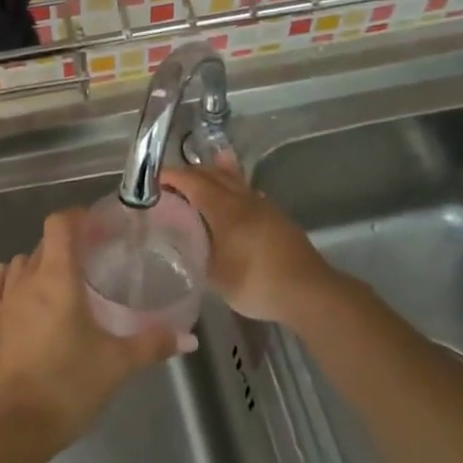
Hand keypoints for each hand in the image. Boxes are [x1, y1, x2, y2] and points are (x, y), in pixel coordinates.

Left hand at [0, 209, 177, 457]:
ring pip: (22, 263)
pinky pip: (2, 288)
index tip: (102, 226)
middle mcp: (27, 281)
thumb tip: (189, 338)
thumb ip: (152, 344)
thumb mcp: (117, 364)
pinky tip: (26, 289)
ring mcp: (7, 303)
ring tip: (68, 276)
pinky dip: (14, 280)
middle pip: (44, 243)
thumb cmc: (68, 385)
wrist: (14, 428)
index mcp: (56, 278)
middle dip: (69, 240)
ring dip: (42, 260)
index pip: (59, 224)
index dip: (79, 217)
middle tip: (98, 254)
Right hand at [161, 161, 335, 326]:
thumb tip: (180, 242)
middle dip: (192, 173)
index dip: (172, 177)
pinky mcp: (278, 219)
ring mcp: (264, 208)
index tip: (154, 179)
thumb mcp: (214, 275)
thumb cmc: (256, 282)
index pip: (193, 182)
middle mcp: (244, 200)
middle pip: (215, 175)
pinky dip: (235, 190)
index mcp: (224, 209)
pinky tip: (237, 201)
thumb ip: (195, 254)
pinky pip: (249, 195)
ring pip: (235, 182)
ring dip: (217, 175)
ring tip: (205, 171)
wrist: (308, 291)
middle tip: (172, 180)